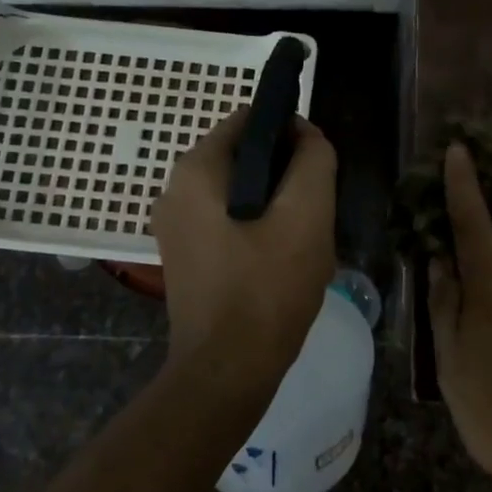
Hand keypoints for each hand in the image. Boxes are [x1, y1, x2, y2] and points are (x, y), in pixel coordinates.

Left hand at [151, 107, 337, 390]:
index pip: (249, 119)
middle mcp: (175, 190)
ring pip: (241, 193)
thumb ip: (313, 160)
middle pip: (245, 157)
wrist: (227, 371)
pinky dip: (257, 231)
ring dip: (276, 207)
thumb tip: (306, 134)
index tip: (317, 166)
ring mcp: (176, 227)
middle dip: (285, 176)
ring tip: (301, 243)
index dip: (290, 131)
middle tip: (314, 213)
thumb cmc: (267, 287)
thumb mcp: (307, 214)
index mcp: (196, 170)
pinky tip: (281, 263)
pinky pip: (229, 223)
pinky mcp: (186, 257)